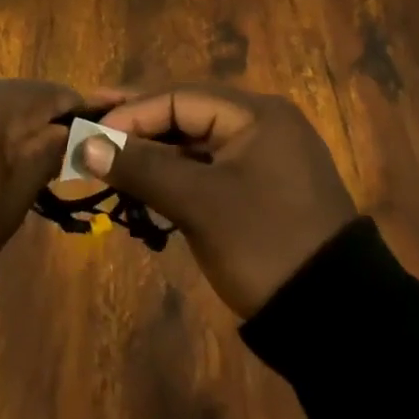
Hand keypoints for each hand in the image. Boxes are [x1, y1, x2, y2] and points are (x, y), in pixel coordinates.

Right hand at [84, 86, 358, 317]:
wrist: (335, 319)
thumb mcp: (198, 203)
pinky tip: (140, 180)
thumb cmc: (264, 244)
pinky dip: (173, 174)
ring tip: (105, 154)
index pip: (178, 98)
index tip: (89, 133)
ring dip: (151, 150)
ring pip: (193, 143)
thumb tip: (82, 144)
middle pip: (184, 114)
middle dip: (136, 125)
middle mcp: (261, 125)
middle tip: (88, 124)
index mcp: (256, 114)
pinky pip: (206, 168)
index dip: (130, 114)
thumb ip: (140, 167)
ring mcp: (262, 158)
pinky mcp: (259, 189)